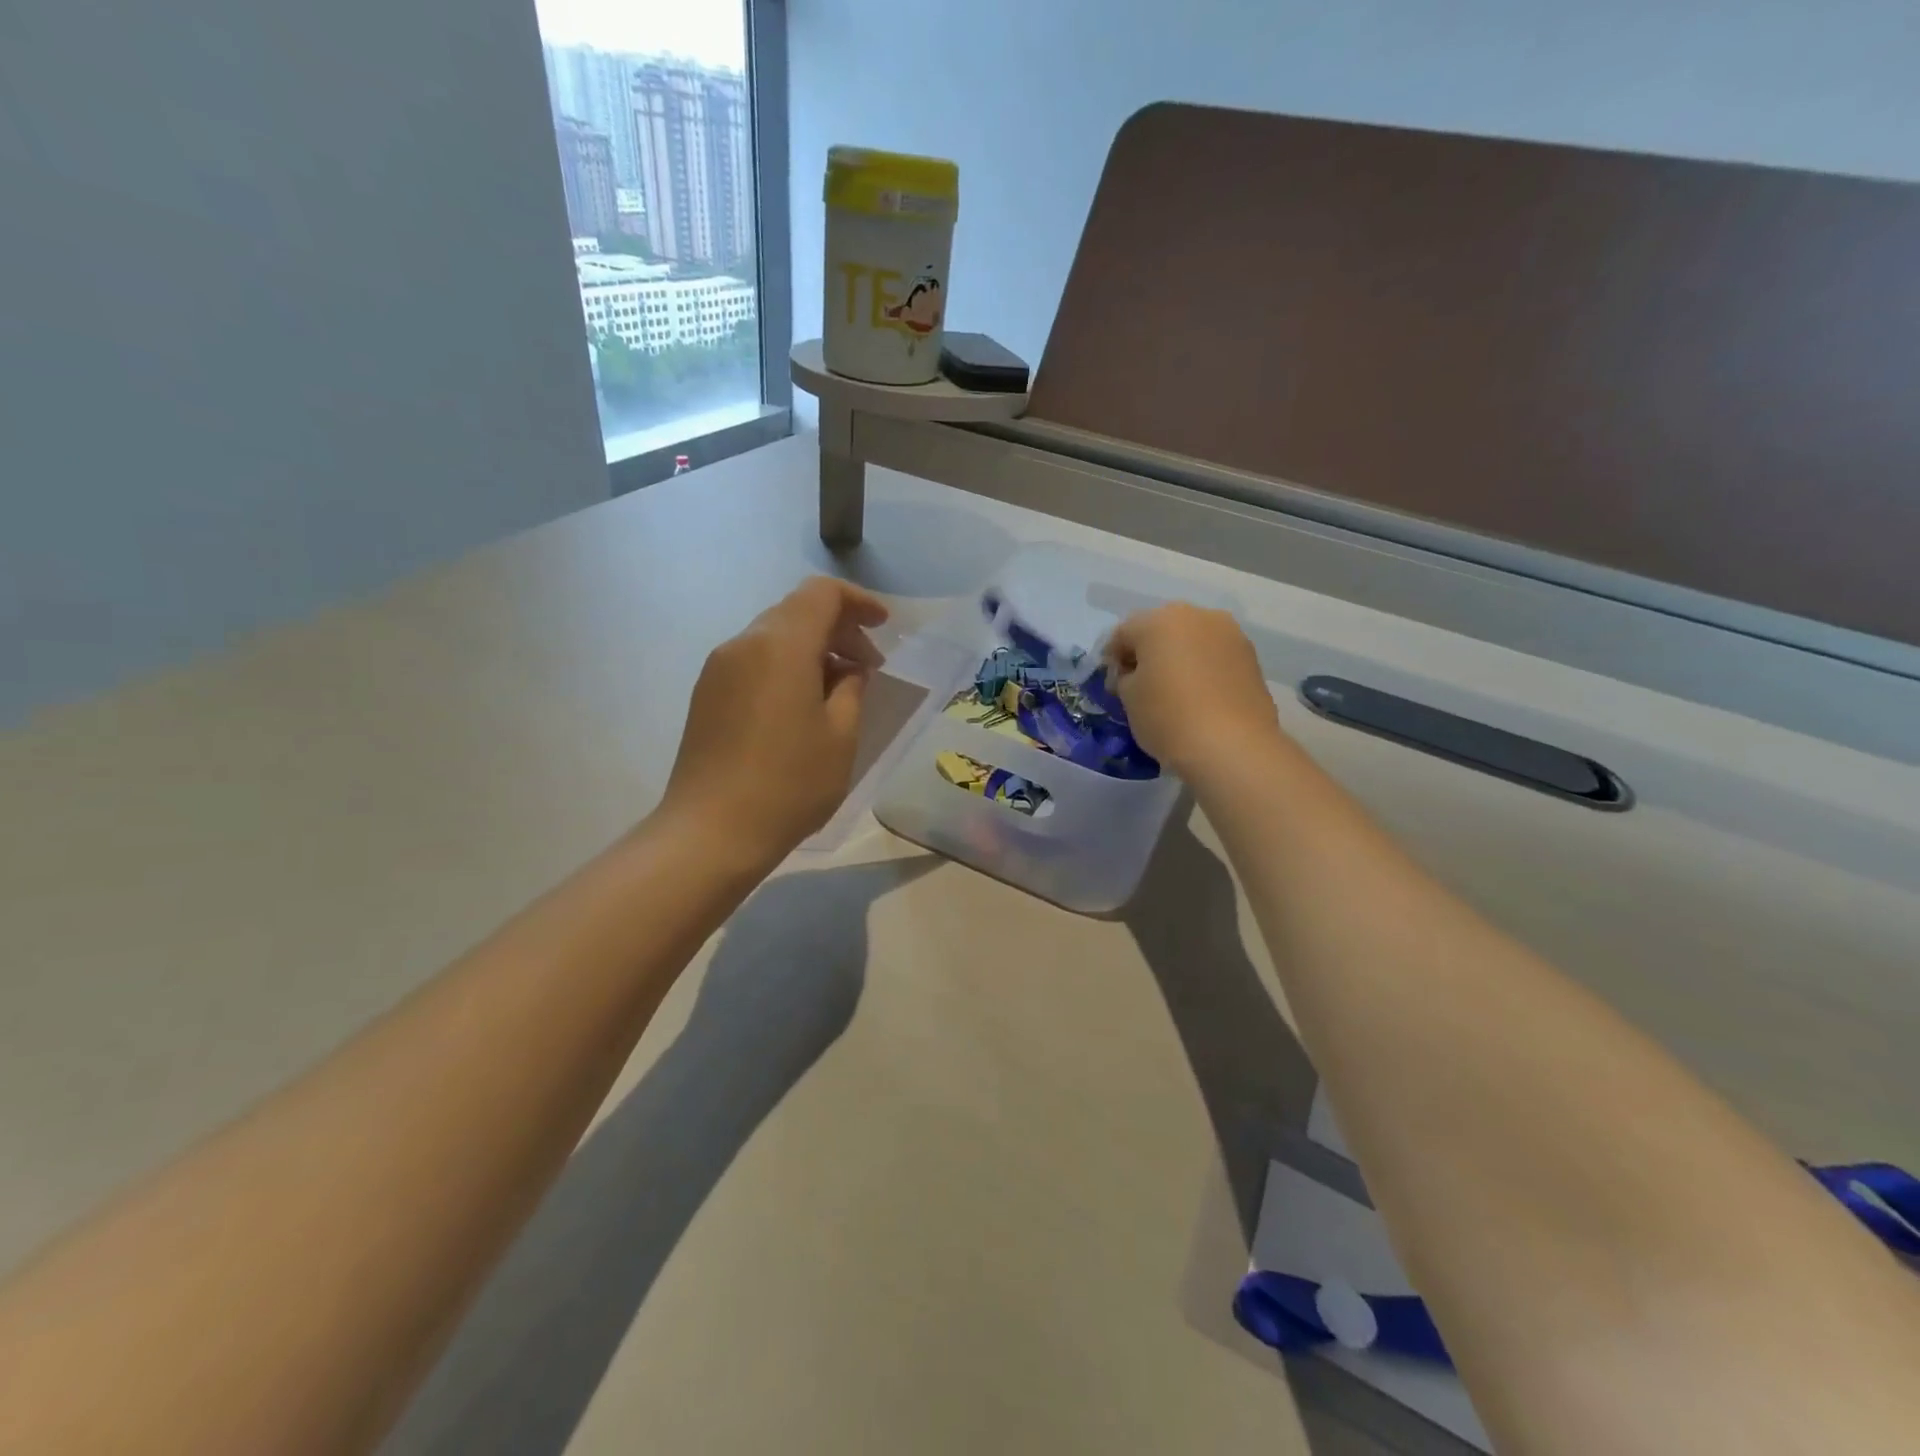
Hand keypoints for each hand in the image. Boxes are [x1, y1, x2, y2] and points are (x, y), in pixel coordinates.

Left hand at [662, 577, 889, 861]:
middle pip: (796, 610)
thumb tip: (848, 669)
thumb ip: (851, 688)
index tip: (884, 627)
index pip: (822, 594)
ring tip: (840, 688)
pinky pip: (754, 660)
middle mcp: (744, 644)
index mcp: (780, 645)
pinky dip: (786, 665)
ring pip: (774, 636)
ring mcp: (718, 668)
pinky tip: (803, 705)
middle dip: (838, 628)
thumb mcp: (840, 736)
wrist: (711, 832)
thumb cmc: (789, 784)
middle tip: (869, 666)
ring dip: (812, 648)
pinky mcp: (706, 694)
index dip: (858, 602)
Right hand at [1104, 603, 1284, 783]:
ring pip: (1191, 640)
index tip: (1111, 684)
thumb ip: (1124, 677)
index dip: (1112, 658)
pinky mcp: (1251, 657)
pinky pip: (1214, 656)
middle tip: (1139, 685)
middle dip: (1147, 653)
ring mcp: (1230, 634)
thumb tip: (1133, 674)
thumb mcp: (1128, 698)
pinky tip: (1198, 697)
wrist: (1233, 746)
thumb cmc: (1168, 717)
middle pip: (1161, 630)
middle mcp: (1197, 616)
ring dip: (1178, 658)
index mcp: (1159, 620)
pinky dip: (1202, 669)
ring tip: (1172, 692)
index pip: (1123, 633)